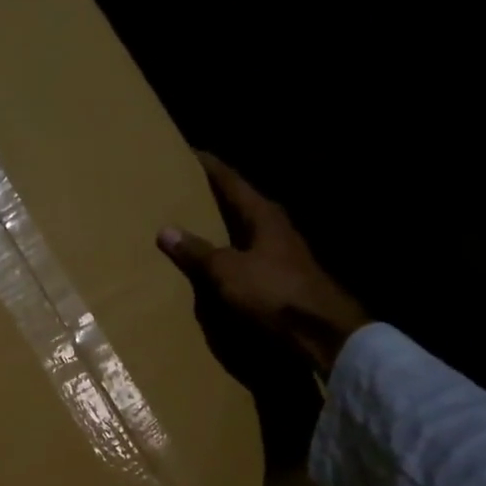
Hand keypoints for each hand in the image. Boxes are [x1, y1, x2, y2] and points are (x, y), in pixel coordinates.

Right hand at [157, 152, 370, 379]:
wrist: (319, 332)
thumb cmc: (273, 292)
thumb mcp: (228, 271)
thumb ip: (197, 251)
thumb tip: (165, 230)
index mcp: (262, 215)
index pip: (231, 181)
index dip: (209, 167)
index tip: (188, 153)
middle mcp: (274, 228)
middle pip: (239, 204)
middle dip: (213, 197)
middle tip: (184, 190)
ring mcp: (280, 253)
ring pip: (244, 231)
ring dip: (220, 228)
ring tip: (192, 226)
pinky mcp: (281, 278)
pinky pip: (246, 257)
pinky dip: (227, 255)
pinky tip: (213, 264)